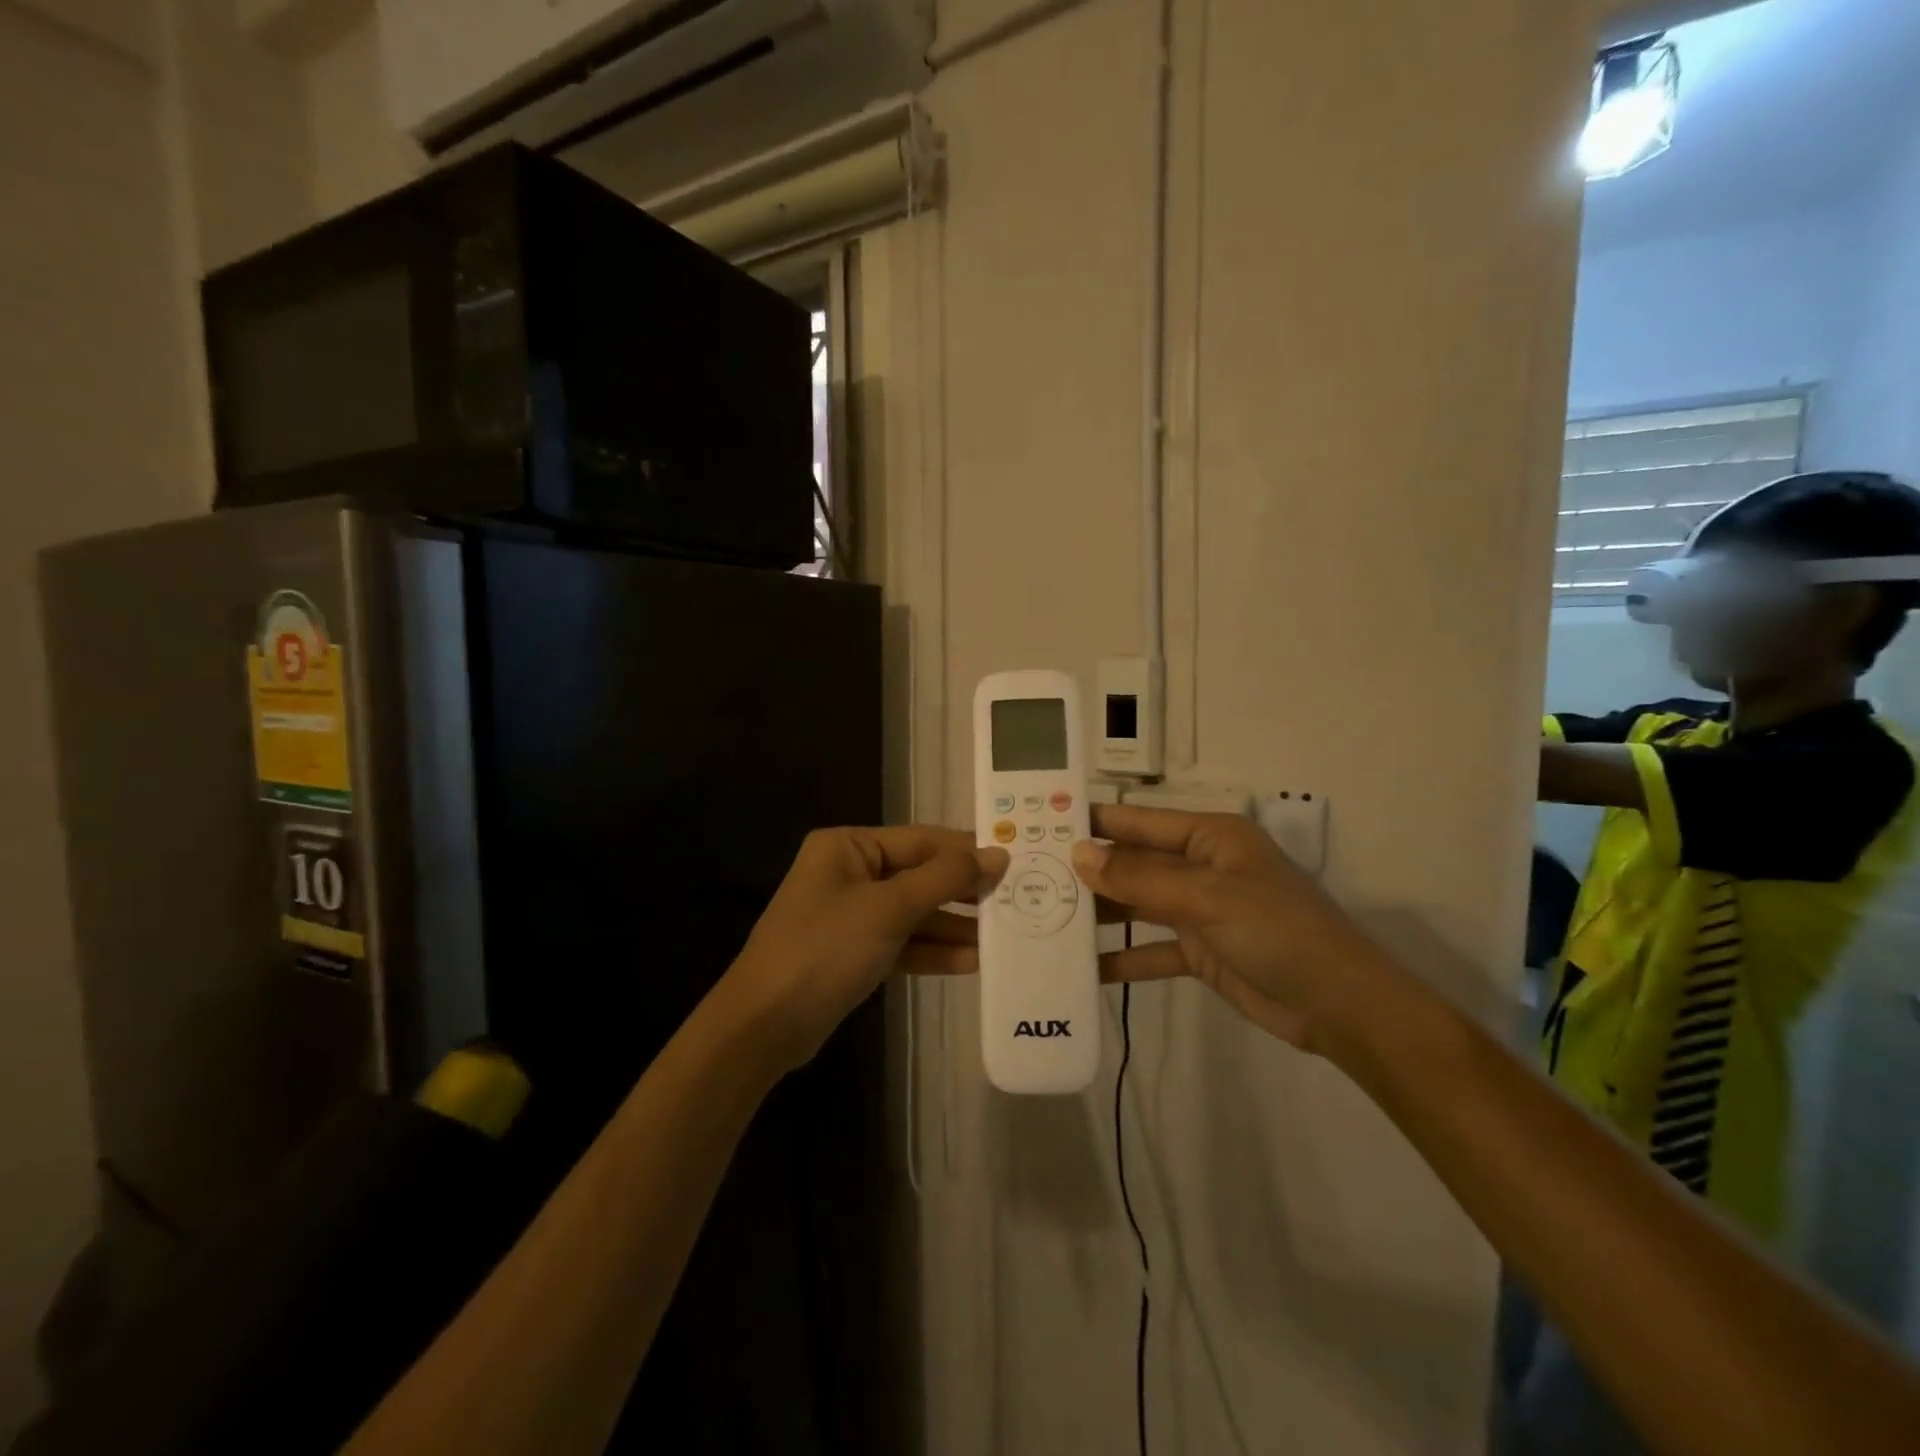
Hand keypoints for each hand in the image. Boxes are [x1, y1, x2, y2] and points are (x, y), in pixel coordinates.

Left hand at [721, 827, 1008, 1071]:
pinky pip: (901, 942)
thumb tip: (997, 854)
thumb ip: (945, 878)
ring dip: (953, 926)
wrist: (763, 1026)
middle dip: (963, 891)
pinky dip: (932, 951)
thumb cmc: (825, 949)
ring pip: (913, 912)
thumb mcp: (889, 908)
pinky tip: (972, 962)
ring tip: (1003, 935)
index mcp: (848, 846)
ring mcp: (850, 914)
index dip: (967, 851)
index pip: (921, 840)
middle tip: (1016, 899)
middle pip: (919, 875)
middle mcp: (849, 872)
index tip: (1014, 860)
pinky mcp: (853, 952)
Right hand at [1073, 803, 1388, 1051]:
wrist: (1340, 1006)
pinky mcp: (1200, 951)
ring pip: (1137, 905)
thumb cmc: (1277, 931)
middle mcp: (1200, 866)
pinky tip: (1084, 969)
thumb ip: (1140, 879)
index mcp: (1208, 837)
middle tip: (1028, 877)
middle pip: (1132, 864)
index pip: (1137, 822)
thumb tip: (1078, 855)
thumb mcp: (1206, 898)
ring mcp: (1199, 910)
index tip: (1042, 825)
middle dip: (1087, 871)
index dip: (1092, 822)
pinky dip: (1122, 958)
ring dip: (1099, 914)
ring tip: (1044, 919)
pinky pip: (1150, 949)